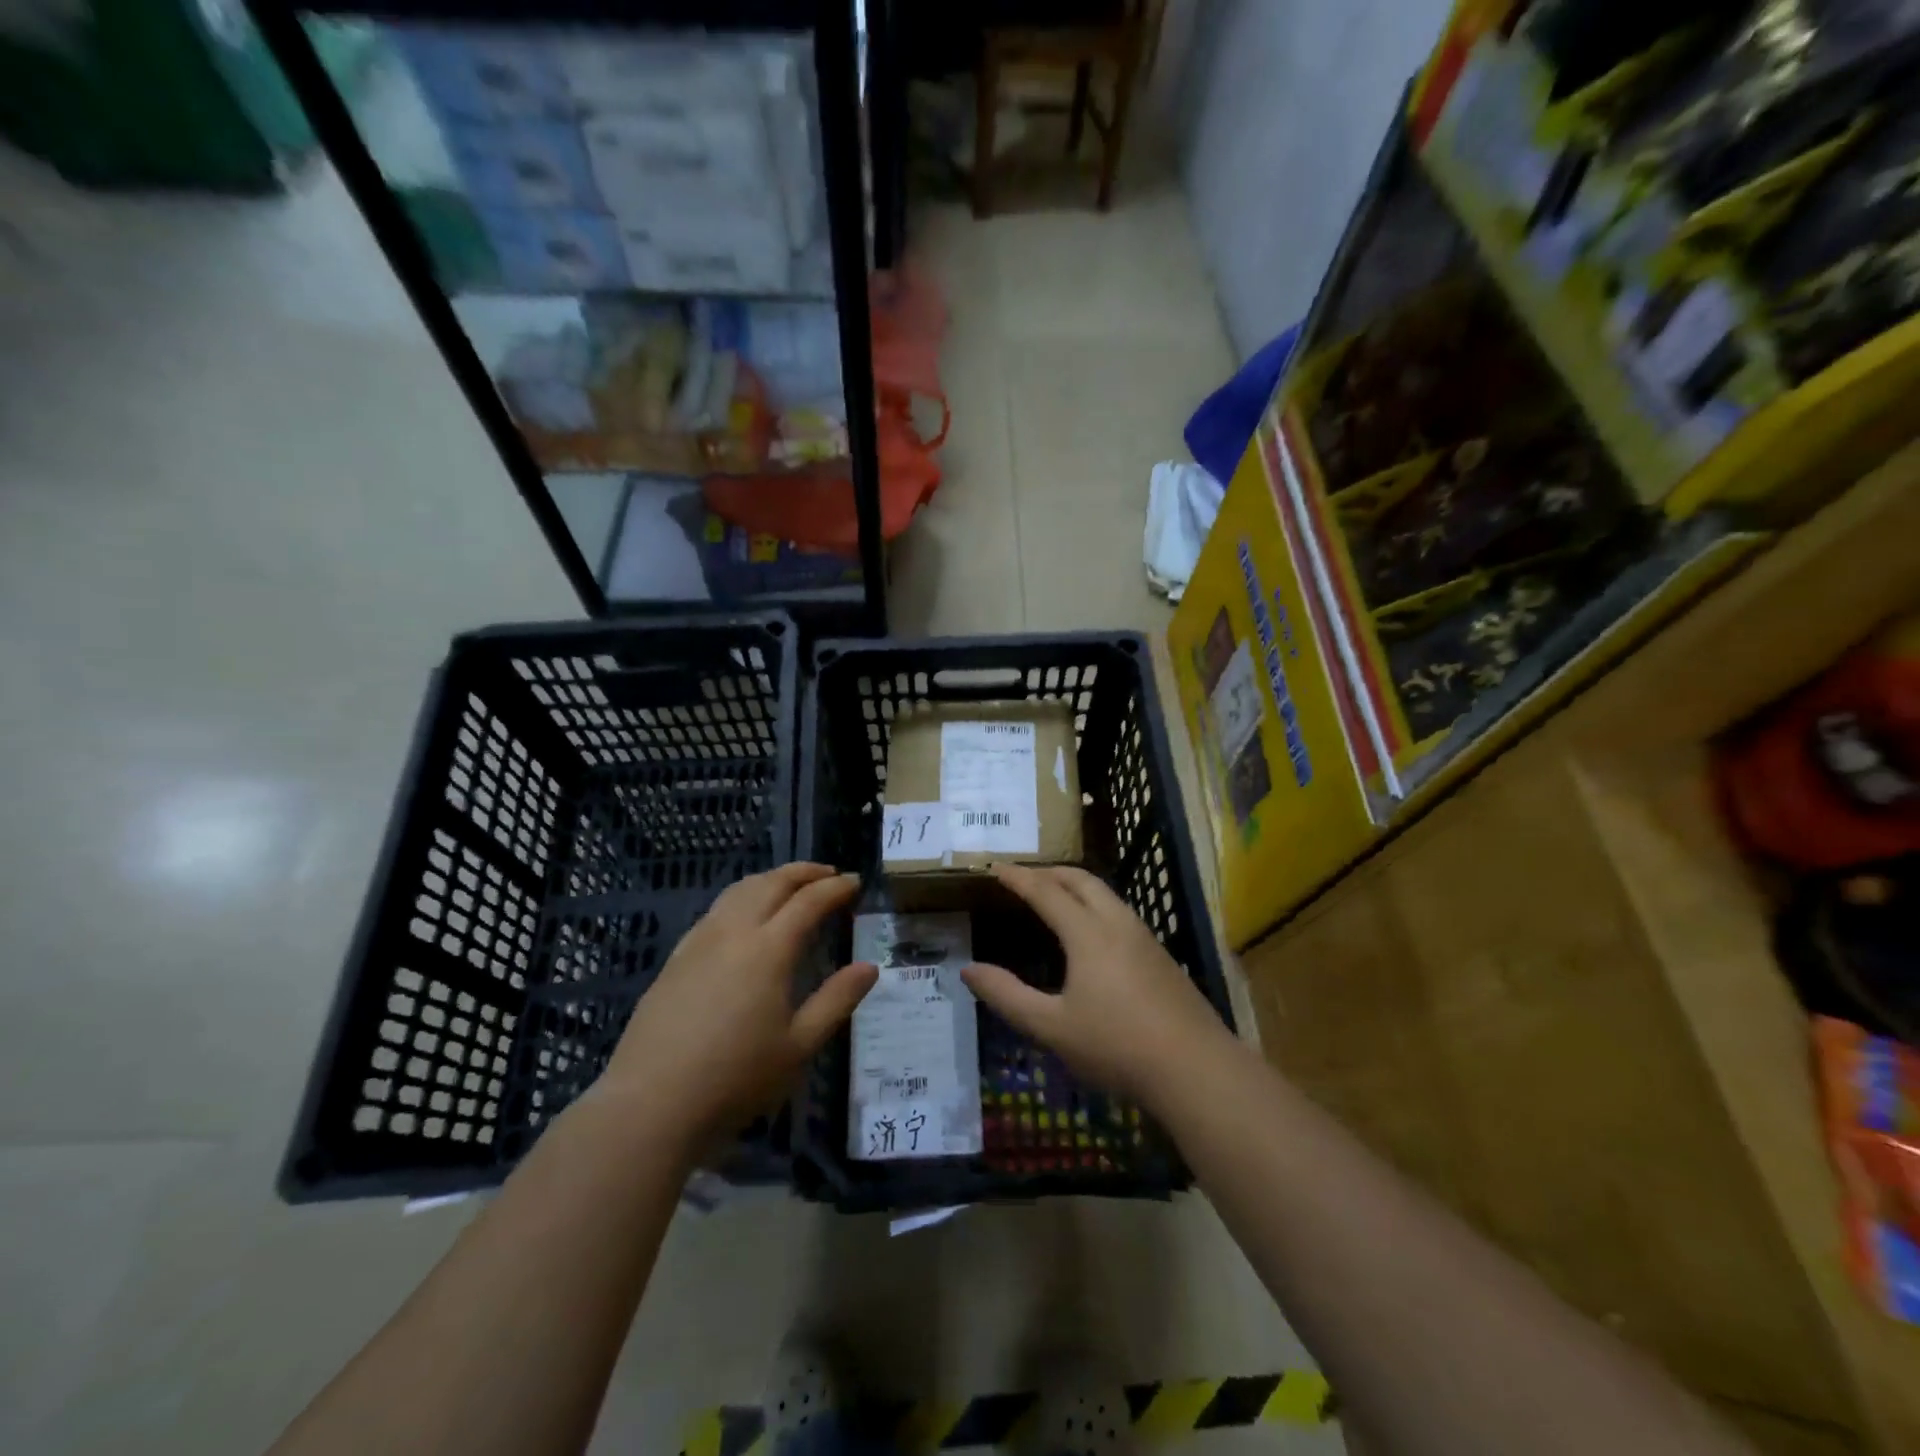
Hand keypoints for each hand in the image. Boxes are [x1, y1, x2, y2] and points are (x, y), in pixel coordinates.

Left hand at [595, 863, 876, 1155]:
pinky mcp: (676, 958)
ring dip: (771, 879)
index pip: (809, 901)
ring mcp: (699, 942)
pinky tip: (745, 915)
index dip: (835, 888)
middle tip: (829, 874)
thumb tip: (870, 967)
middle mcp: (734, 932)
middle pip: (772, 883)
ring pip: (740, 890)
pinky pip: (716, 909)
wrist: (651, 1104)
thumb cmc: (735, 1079)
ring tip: (791, 885)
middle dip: (804, 872)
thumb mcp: (799, 1046)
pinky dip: (743, 897)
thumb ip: (837, 1000)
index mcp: (769, 949)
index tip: (855, 882)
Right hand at [961, 864, 1233, 1110]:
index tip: (995, 868)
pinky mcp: (1161, 956)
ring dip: (1076, 886)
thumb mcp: (1051, 1027)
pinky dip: (1095, 905)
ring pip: (1106, 894)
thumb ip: (1007, 996)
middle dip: (1049, 872)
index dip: (1018, 877)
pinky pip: (1120, 913)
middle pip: (1081, 880)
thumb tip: (969, 970)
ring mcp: (1144, 937)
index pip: (1045, 891)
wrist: (1196, 1068)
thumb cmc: (1116, 1045)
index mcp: (1087, 933)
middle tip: (1024, 878)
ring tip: (1055, 898)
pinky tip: (1092, 933)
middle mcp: (1117, 923)